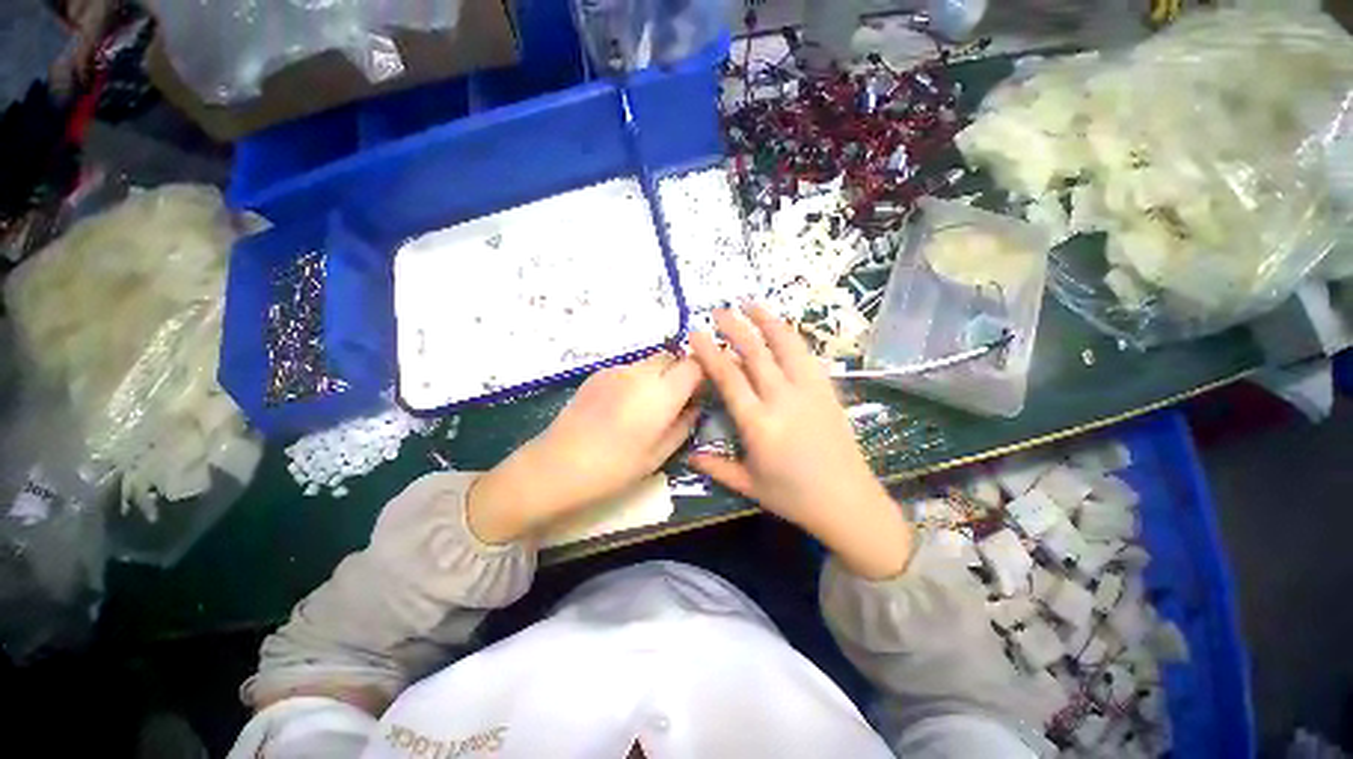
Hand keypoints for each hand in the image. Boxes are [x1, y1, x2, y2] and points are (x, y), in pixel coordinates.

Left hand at [467, 353, 702, 543]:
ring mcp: (616, 369)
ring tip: (650, 404)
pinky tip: (625, 405)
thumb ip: (684, 425)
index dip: (704, 373)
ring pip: (651, 361)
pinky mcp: (598, 373)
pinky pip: (630, 368)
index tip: (703, 391)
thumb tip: (696, 406)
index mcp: (659, 394)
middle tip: (679, 399)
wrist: (555, 466)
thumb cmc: (613, 469)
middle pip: (673, 356)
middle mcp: (640, 373)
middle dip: (682, 372)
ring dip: (660, 375)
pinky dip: (639, 379)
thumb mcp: (658, 455)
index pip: (694, 364)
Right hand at [688, 305, 913, 579]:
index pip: (729, 378)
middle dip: (735, 327)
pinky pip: (807, 355)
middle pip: (755, 353)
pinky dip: (791, 336)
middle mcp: (783, 400)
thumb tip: (687, 454)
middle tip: (718, 310)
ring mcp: (809, 391)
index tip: (696, 333)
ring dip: (767, 321)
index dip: (710, 352)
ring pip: (786, 345)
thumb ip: (715, 467)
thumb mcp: (748, 486)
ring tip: (751, 304)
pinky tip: (782, 327)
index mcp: (759, 424)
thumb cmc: (794, 497)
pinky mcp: (827, 390)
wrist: (848, 502)